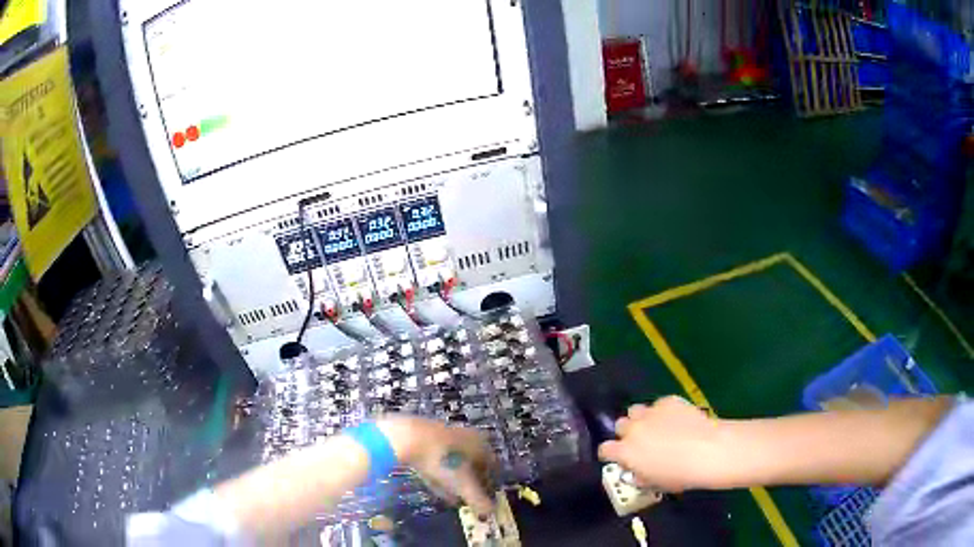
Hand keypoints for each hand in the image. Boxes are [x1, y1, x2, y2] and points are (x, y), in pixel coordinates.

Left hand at [378, 417, 495, 515]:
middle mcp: (468, 436)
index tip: (480, 501)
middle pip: (473, 465)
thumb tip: (490, 511)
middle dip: (468, 485)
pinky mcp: (427, 436)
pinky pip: (439, 459)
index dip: (488, 486)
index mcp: (482, 444)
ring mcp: (446, 434)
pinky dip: (439, 473)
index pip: (493, 468)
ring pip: (455, 463)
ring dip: (453, 481)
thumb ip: (478, 500)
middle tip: (463, 500)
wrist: (407, 437)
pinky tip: (432, 484)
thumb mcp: (463, 485)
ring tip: (448, 497)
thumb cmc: (443, 461)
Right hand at [597, 396, 724, 491]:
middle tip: (642, 442)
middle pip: (620, 425)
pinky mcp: (668, 401)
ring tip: (657, 427)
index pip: (605, 449)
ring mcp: (650, 412)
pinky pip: (659, 405)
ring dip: (642, 419)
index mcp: (625, 452)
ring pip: (636, 410)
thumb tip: (636, 472)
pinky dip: (664, 411)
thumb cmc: (680, 475)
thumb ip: (639, 476)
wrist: (708, 451)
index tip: (622, 458)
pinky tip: (677, 419)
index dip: (612, 454)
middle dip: (628, 433)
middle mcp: (633, 429)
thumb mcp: (654, 483)